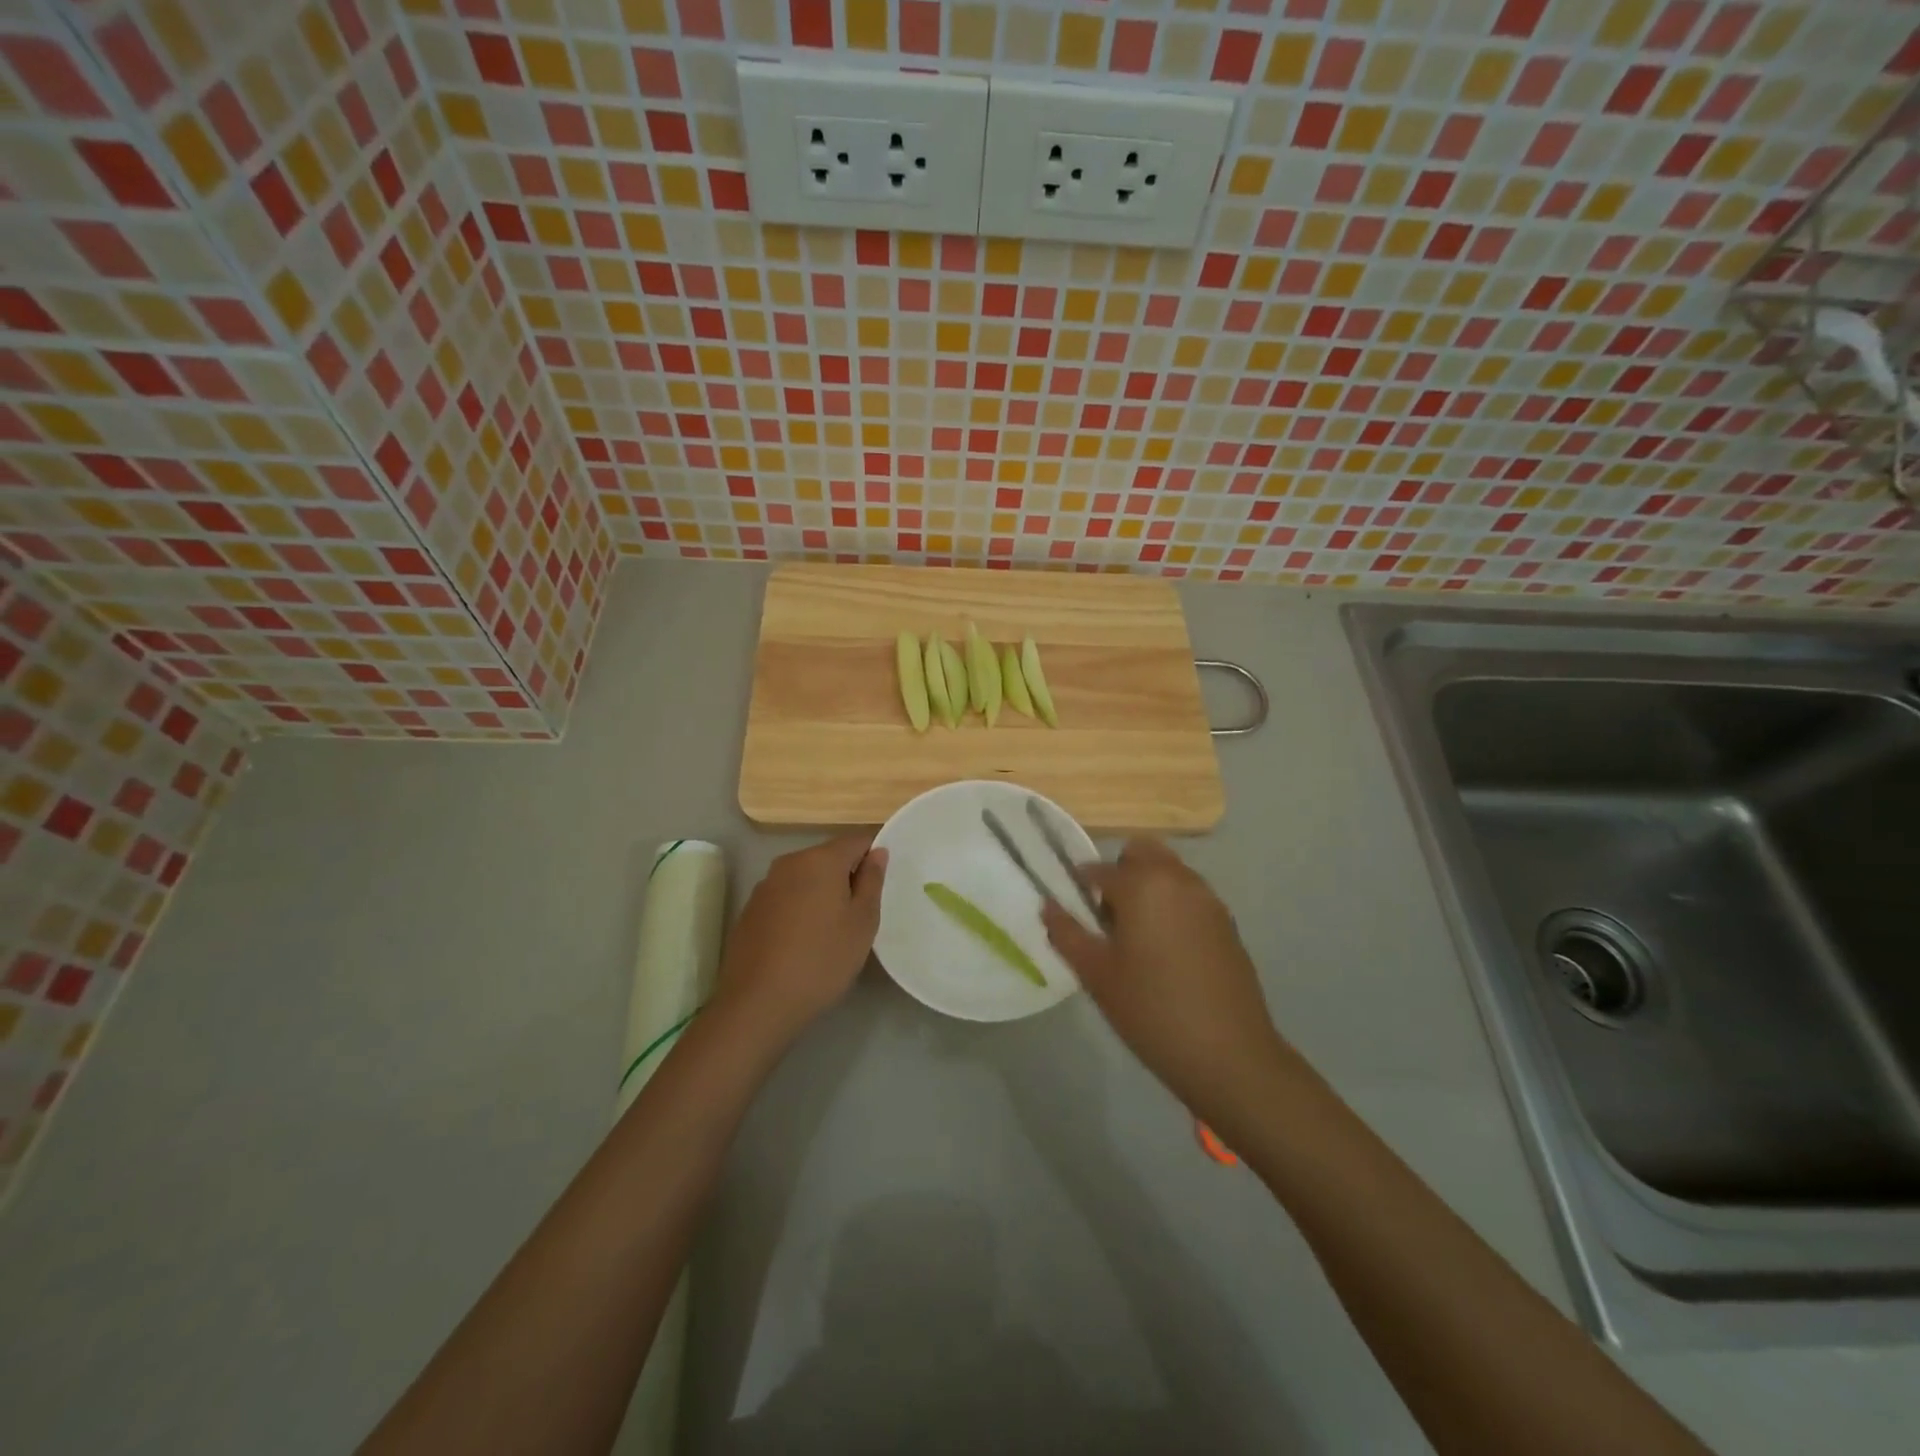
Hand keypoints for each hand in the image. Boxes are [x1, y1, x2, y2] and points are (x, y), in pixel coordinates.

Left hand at [713, 833, 886, 1046]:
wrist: (758, 1003)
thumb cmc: (822, 959)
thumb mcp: (862, 922)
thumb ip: (872, 881)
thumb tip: (877, 852)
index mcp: (820, 859)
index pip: (857, 840)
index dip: (873, 857)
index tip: (879, 888)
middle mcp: (789, 862)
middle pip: (828, 857)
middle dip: (847, 876)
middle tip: (860, 915)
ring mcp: (765, 885)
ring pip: (805, 878)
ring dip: (821, 893)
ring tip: (831, 931)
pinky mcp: (750, 909)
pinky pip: (785, 897)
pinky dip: (799, 909)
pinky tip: (802, 942)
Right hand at [1043, 839, 1285, 1120]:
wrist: (1229, 1054)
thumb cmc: (1151, 1009)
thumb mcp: (1096, 974)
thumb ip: (1066, 933)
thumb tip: (1047, 905)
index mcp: (1142, 884)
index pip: (1099, 869)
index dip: (1080, 887)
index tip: (1073, 913)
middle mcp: (1178, 880)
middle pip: (1142, 853)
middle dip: (1120, 874)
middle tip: (1109, 918)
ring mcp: (1209, 900)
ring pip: (1170, 872)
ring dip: (1149, 888)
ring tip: (1138, 939)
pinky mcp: (1228, 924)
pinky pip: (1191, 897)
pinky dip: (1173, 907)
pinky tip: (1168, 954)